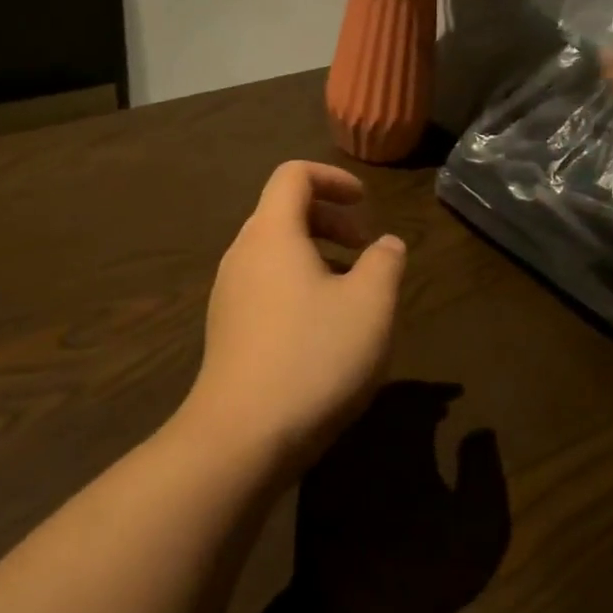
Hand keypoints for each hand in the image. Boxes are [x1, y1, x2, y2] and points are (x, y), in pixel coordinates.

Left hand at [176, 162, 406, 478]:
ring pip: (275, 252)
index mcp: (271, 233)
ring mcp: (228, 294)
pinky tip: (323, 328)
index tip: (365, 202)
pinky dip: (298, 285)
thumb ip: (385, 262)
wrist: (241, 437)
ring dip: (316, 255)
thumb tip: (386, 244)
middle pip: (283, 212)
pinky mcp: (226, 329)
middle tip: (365, 248)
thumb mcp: (370, 305)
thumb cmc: (313, 357)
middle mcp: (242, 254)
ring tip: (352, 292)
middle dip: (330, 219)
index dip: (333, 178)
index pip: (293, 175)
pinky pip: (265, 285)